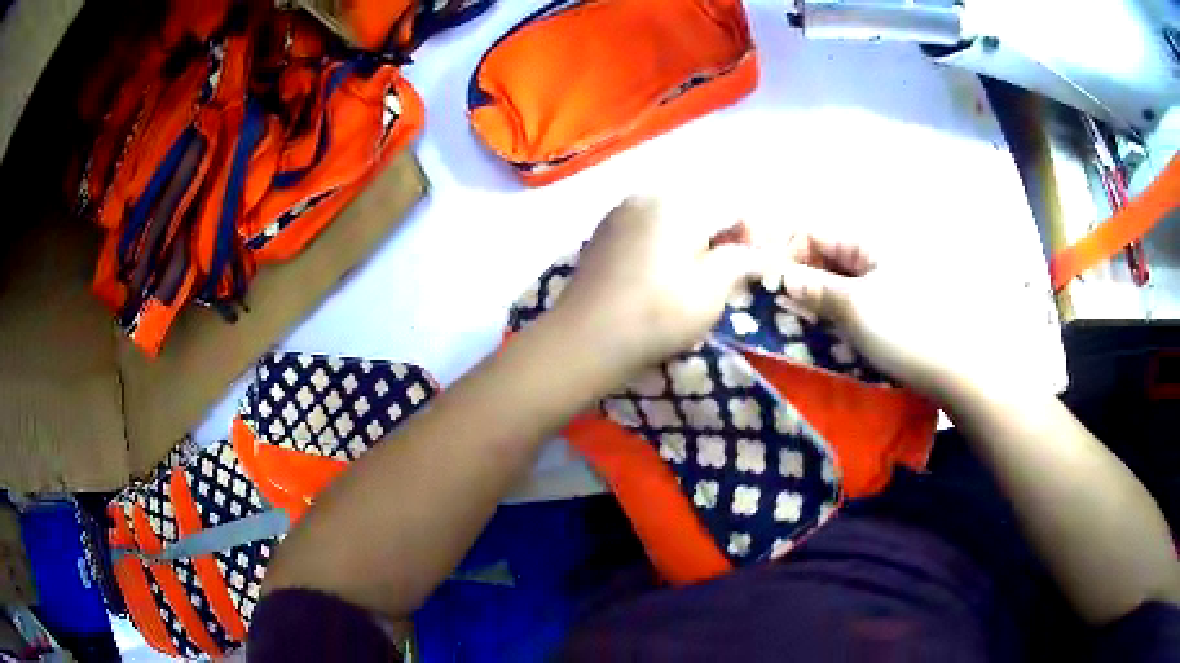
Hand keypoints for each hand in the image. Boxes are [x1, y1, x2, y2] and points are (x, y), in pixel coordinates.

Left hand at [550, 197, 764, 378]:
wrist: (585, 340)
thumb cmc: (657, 315)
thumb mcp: (711, 290)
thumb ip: (739, 261)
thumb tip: (758, 253)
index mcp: (677, 203)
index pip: (730, 207)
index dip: (750, 235)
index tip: (754, 266)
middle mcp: (645, 196)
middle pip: (699, 209)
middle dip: (719, 237)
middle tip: (727, 274)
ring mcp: (619, 213)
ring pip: (671, 219)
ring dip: (691, 242)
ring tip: (694, 279)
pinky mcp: (602, 234)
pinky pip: (645, 230)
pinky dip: (662, 245)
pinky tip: (660, 276)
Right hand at [779, 233, 1016, 400]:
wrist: (959, 369)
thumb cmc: (908, 330)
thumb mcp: (856, 307)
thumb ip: (815, 289)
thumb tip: (781, 276)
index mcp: (870, 242)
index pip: (816, 233)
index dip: (785, 251)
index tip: (761, 279)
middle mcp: (878, 256)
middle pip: (827, 257)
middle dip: (798, 277)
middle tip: (772, 306)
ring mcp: (888, 284)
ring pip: (840, 283)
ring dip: (816, 300)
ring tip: (793, 323)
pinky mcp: (894, 310)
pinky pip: (855, 304)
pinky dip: (836, 315)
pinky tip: (824, 334)